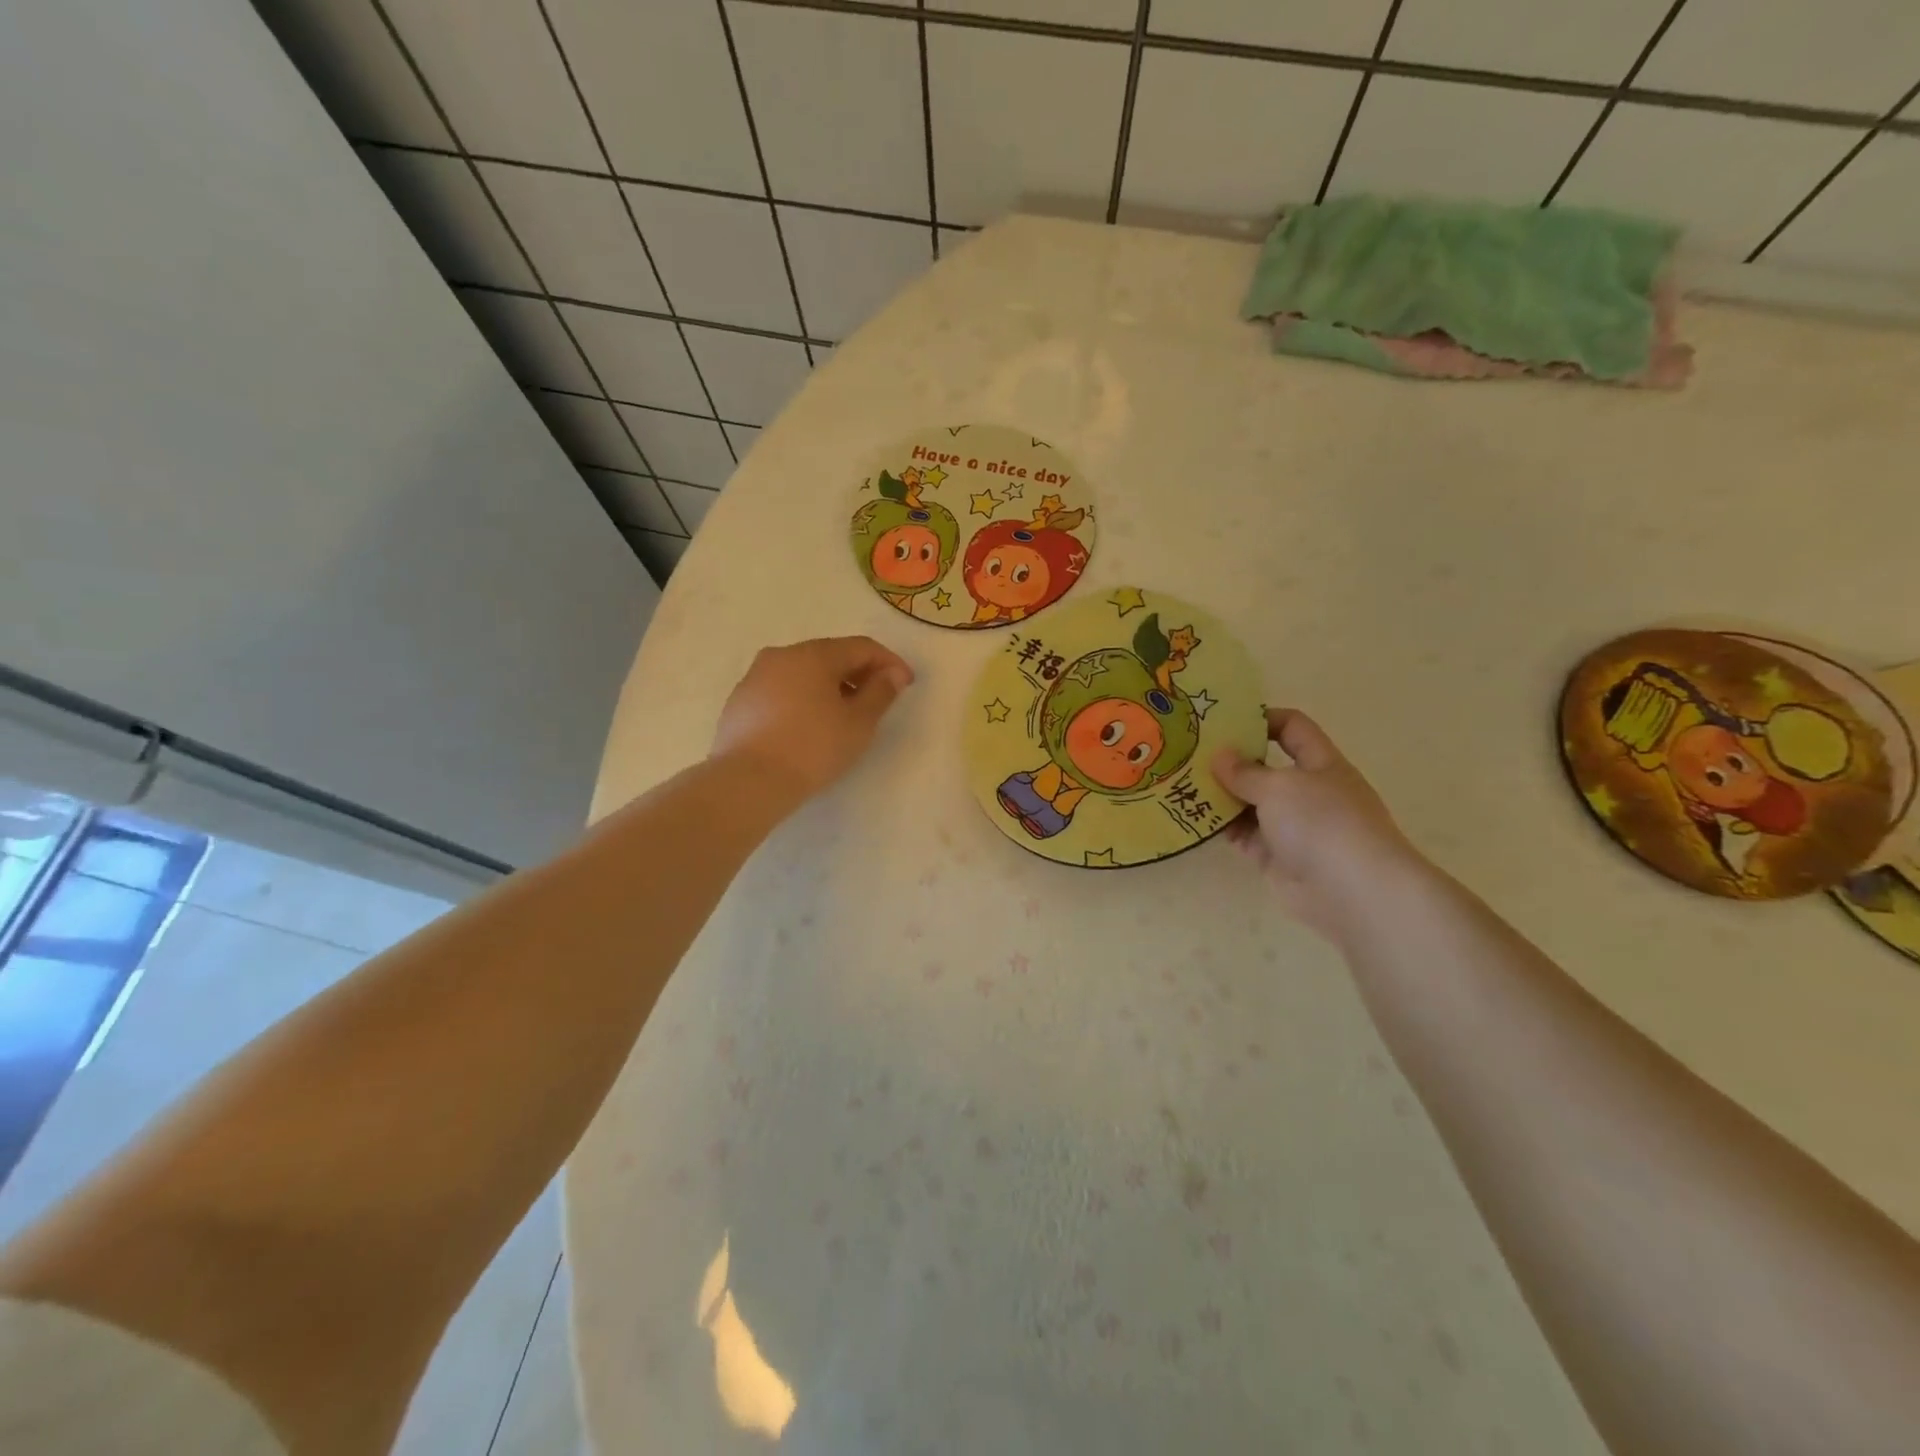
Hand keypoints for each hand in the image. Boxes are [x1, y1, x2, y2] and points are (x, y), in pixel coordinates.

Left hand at [711, 636, 913, 800]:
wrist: (748, 781)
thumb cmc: (813, 748)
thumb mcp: (858, 723)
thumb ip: (880, 692)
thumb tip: (892, 673)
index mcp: (814, 654)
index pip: (861, 647)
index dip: (889, 662)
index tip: (906, 684)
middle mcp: (782, 655)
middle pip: (830, 655)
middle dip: (858, 673)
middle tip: (877, 699)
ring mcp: (755, 677)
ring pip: (803, 673)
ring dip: (829, 686)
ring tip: (844, 715)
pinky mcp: (740, 701)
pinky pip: (782, 690)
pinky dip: (803, 699)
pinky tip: (809, 726)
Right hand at [1213, 709, 1428, 940]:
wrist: (1353, 892)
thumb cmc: (1322, 823)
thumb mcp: (1280, 786)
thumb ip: (1245, 772)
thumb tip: (1220, 756)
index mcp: (1321, 764)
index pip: (1293, 729)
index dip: (1262, 719)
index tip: (1224, 721)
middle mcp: (1308, 792)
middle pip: (1265, 768)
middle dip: (1231, 761)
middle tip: (1190, 754)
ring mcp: (1292, 827)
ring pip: (1250, 803)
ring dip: (1220, 796)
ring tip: (1181, 785)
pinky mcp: (1276, 857)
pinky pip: (1243, 835)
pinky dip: (1221, 828)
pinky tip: (1192, 819)